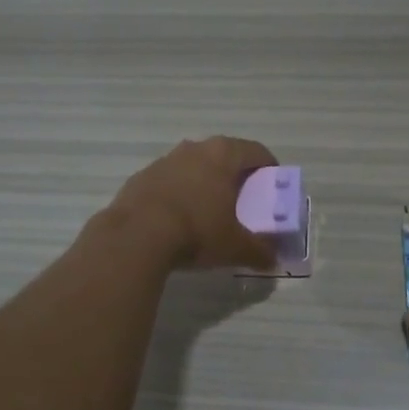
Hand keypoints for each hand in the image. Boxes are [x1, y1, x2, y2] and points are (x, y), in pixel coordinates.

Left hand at [103, 136, 279, 270]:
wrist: (136, 236)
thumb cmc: (197, 231)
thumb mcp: (236, 247)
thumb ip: (259, 251)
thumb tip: (272, 260)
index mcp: (223, 155)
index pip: (256, 151)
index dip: (269, 168)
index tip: (272, 187)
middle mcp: (195, 148)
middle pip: (224, 156)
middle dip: (235, 176)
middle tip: (243, 200)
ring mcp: (164, 160)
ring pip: (194, 167)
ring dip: (204, 183)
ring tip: (209, 211)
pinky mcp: (141, 177)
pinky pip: (169, 182)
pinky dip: (179, 194)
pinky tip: (178, 219)